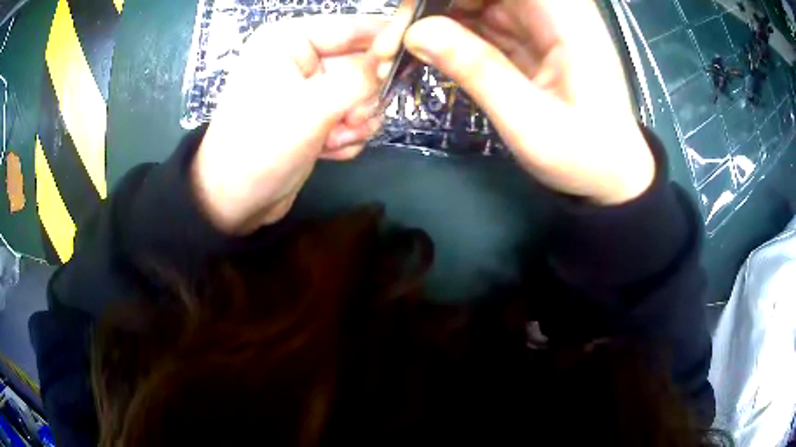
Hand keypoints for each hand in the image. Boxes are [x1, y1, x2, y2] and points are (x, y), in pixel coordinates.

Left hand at [192, 14, 410, 233]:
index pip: (354, 27)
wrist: (234, 202)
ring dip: (356, 120)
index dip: (386, 43)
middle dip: (362, 97)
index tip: (409, 65)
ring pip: (361, 93)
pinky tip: (328, 149)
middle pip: (362, 63)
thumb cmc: (261, 146)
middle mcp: (300, 58)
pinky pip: (351, 115)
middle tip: (351, 119)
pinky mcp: (314, 115)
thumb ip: (361, 79)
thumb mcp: (313, 107)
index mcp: (290, 40)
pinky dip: (347, 134)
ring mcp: (308, 88)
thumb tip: (392, 61)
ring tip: (333, 138)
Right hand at [403, 0, 654, 204]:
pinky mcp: (529, 38)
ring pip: (476, 1)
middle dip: (433, 5)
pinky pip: (481, 20)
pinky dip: (452, 33)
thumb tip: (415, 32)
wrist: (613, 176)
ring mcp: (539, 21)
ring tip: (400, 46)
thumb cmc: (584, 155)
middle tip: (396, 38)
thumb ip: (477, 70)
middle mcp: (552, 8)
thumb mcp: (529, 121)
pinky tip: (427, 49)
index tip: (409, 15)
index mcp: (564, 15)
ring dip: (436, 18)